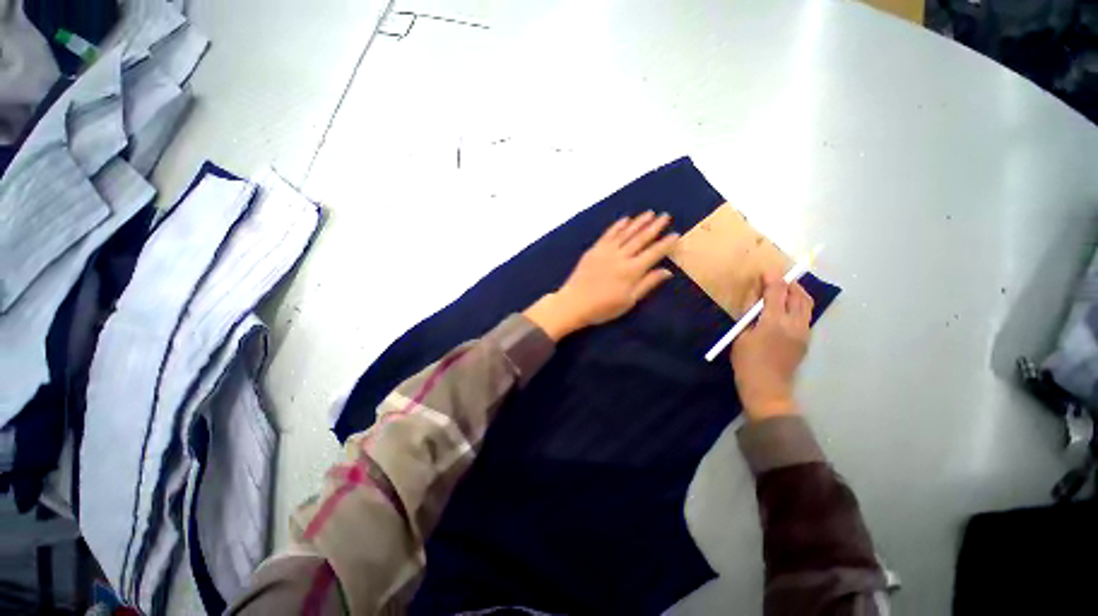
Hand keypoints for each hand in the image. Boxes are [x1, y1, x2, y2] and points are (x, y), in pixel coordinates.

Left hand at [524, 212, 678, 339]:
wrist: (574, 303)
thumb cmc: (603, 307)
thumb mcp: (629, 301)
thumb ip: (648, 284)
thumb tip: (667, 271)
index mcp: (632, 270)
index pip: (654, 253)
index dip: (666, 243)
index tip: (676, 234)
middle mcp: (621, 256)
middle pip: (641, 238)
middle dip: (655, 227)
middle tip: (665, 216)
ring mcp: (606, 251)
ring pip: (626, 233)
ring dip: (638, 222)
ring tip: (650, 213)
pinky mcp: (594, 249)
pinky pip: (608, 234)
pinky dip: (617, 226)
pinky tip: (625, 220)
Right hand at [730, 272, 813, 419]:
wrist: (767, 388)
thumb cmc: (747, 362)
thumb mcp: (741, 335)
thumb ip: (750, 314)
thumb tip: (756, 297)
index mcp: (774, 322)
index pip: (777, 292)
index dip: (772, 278)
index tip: (767, 270)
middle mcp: (794, 324)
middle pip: (798, 296)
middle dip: (789, 283)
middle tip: (777, 279)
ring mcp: (804, 333)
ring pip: (806, 305)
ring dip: (796, 294)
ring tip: (784, 291)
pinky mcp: (806, 340)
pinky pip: (805, 316)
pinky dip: (797, 306)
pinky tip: (785, 310)